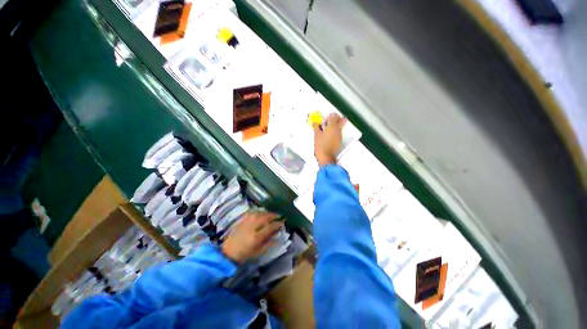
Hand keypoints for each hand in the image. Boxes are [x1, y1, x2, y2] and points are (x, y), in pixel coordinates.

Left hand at [221, 211, 283, 263]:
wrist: (227, 253)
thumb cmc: (244, 255)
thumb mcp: (258, 252)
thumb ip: (269, 243)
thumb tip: (277, 235)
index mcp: (256, 237)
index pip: (270, 227)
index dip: (277, 224)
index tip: (282, 223)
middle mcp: (252, 227)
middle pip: (265, 217)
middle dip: (273, 215)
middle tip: (279, 216)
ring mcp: (246, 222)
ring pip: (259, 213)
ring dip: (266, 212)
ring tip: (271, 214)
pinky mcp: (241, 220)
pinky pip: (251, 213)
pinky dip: (258, 211)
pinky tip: (261, 213)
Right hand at [313, 113, 346, 166]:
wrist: (326, 157)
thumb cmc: (321, 146)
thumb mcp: (316, 135)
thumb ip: (316, 127)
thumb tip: (315, 123)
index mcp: (332, 126)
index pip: (333, 115)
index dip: (329, 116)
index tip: (325, 119)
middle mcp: (338, 129)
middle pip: (340, 119)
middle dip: (334, 118)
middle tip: (328, 122)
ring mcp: (340, 135)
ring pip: (340, 126)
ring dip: (335, 125)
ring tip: (327, 130)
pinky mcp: (340, 140)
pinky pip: (339, 132)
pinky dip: (335, 132)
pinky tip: (329, 136)